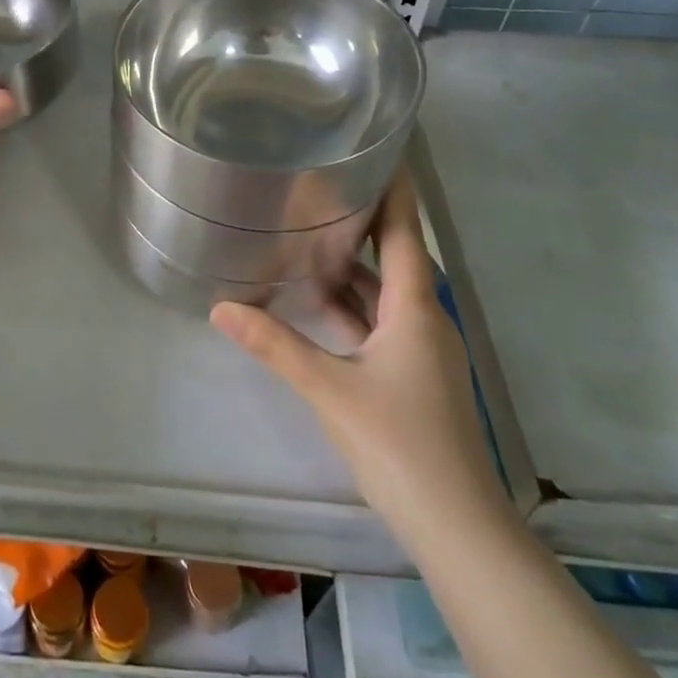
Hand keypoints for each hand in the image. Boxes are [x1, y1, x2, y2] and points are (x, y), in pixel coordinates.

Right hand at [210, 175, 507, 539]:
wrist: (458, 527)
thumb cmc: (400, 444)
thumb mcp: (329, 389)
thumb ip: (274, 345)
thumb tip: (220, 307)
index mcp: (415, 309)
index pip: (403, 231)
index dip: (394, 190)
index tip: (379, 150)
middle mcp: (426, 319)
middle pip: (392, 257)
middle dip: (361, 222)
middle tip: (319, 187)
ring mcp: (423, 350)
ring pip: (384, 294)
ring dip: (351, 269)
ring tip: (308, 236)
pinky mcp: (415, 376)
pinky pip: (381, 324)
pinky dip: (353, 308)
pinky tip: (319, 305)